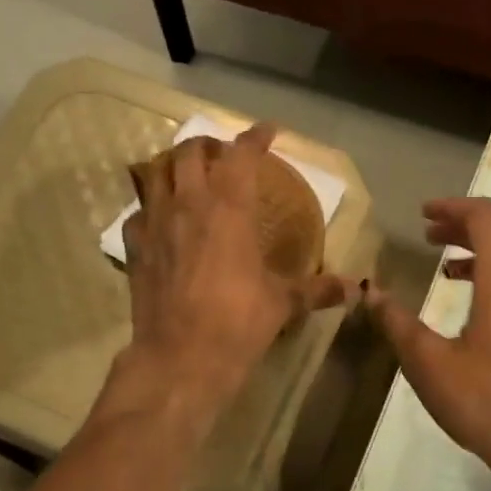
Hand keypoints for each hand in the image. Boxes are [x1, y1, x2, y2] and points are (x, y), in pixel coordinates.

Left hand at [112, 123, 355, 428]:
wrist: (181, 358)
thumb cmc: (238, 323)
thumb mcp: (283, 303)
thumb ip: (316, 289)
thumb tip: (354, 289)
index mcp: (229, 208)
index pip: (241, 154)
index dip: (255, 137)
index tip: (267, 132)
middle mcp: (188, 204)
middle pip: (189, 152)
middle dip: (208, 145)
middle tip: (223, 156)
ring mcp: (155, 224)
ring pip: (154, 173)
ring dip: (171, 166)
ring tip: (186, 176)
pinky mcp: (135, 249)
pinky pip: (137, 213)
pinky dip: (149, 208)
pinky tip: (159, 221)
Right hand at [366, 198, 490, 490]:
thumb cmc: (486, 399)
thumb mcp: (429, 362)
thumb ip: (398, 322)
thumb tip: (371, 291)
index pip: (483, 217)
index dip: (452, 207)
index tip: (422, 214)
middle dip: (460, 229)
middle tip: (427, 235)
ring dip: (475, 255)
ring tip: (442, 267)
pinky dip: (489, 279)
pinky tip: (467, 307)